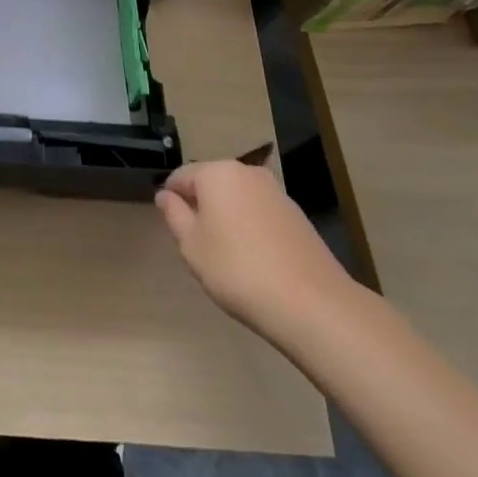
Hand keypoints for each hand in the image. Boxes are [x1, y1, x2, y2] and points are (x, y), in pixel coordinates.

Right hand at [156, 159, 357, 338]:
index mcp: (216, 173)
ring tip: (228, 257)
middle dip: (201, 208)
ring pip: (238, 199)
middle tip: (199, 246)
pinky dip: (252, 229)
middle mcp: (247, 173)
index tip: (174, 230)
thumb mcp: (191, 246)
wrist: (312, 304)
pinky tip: (256, 261)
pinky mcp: (298, 216)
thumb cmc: (237, 270)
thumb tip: (166, 195)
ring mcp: (276, 192)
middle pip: (211, 184)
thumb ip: (174, 215)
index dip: (171, 200)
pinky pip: (261, 214)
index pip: (180, 176)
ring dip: (227, 218)